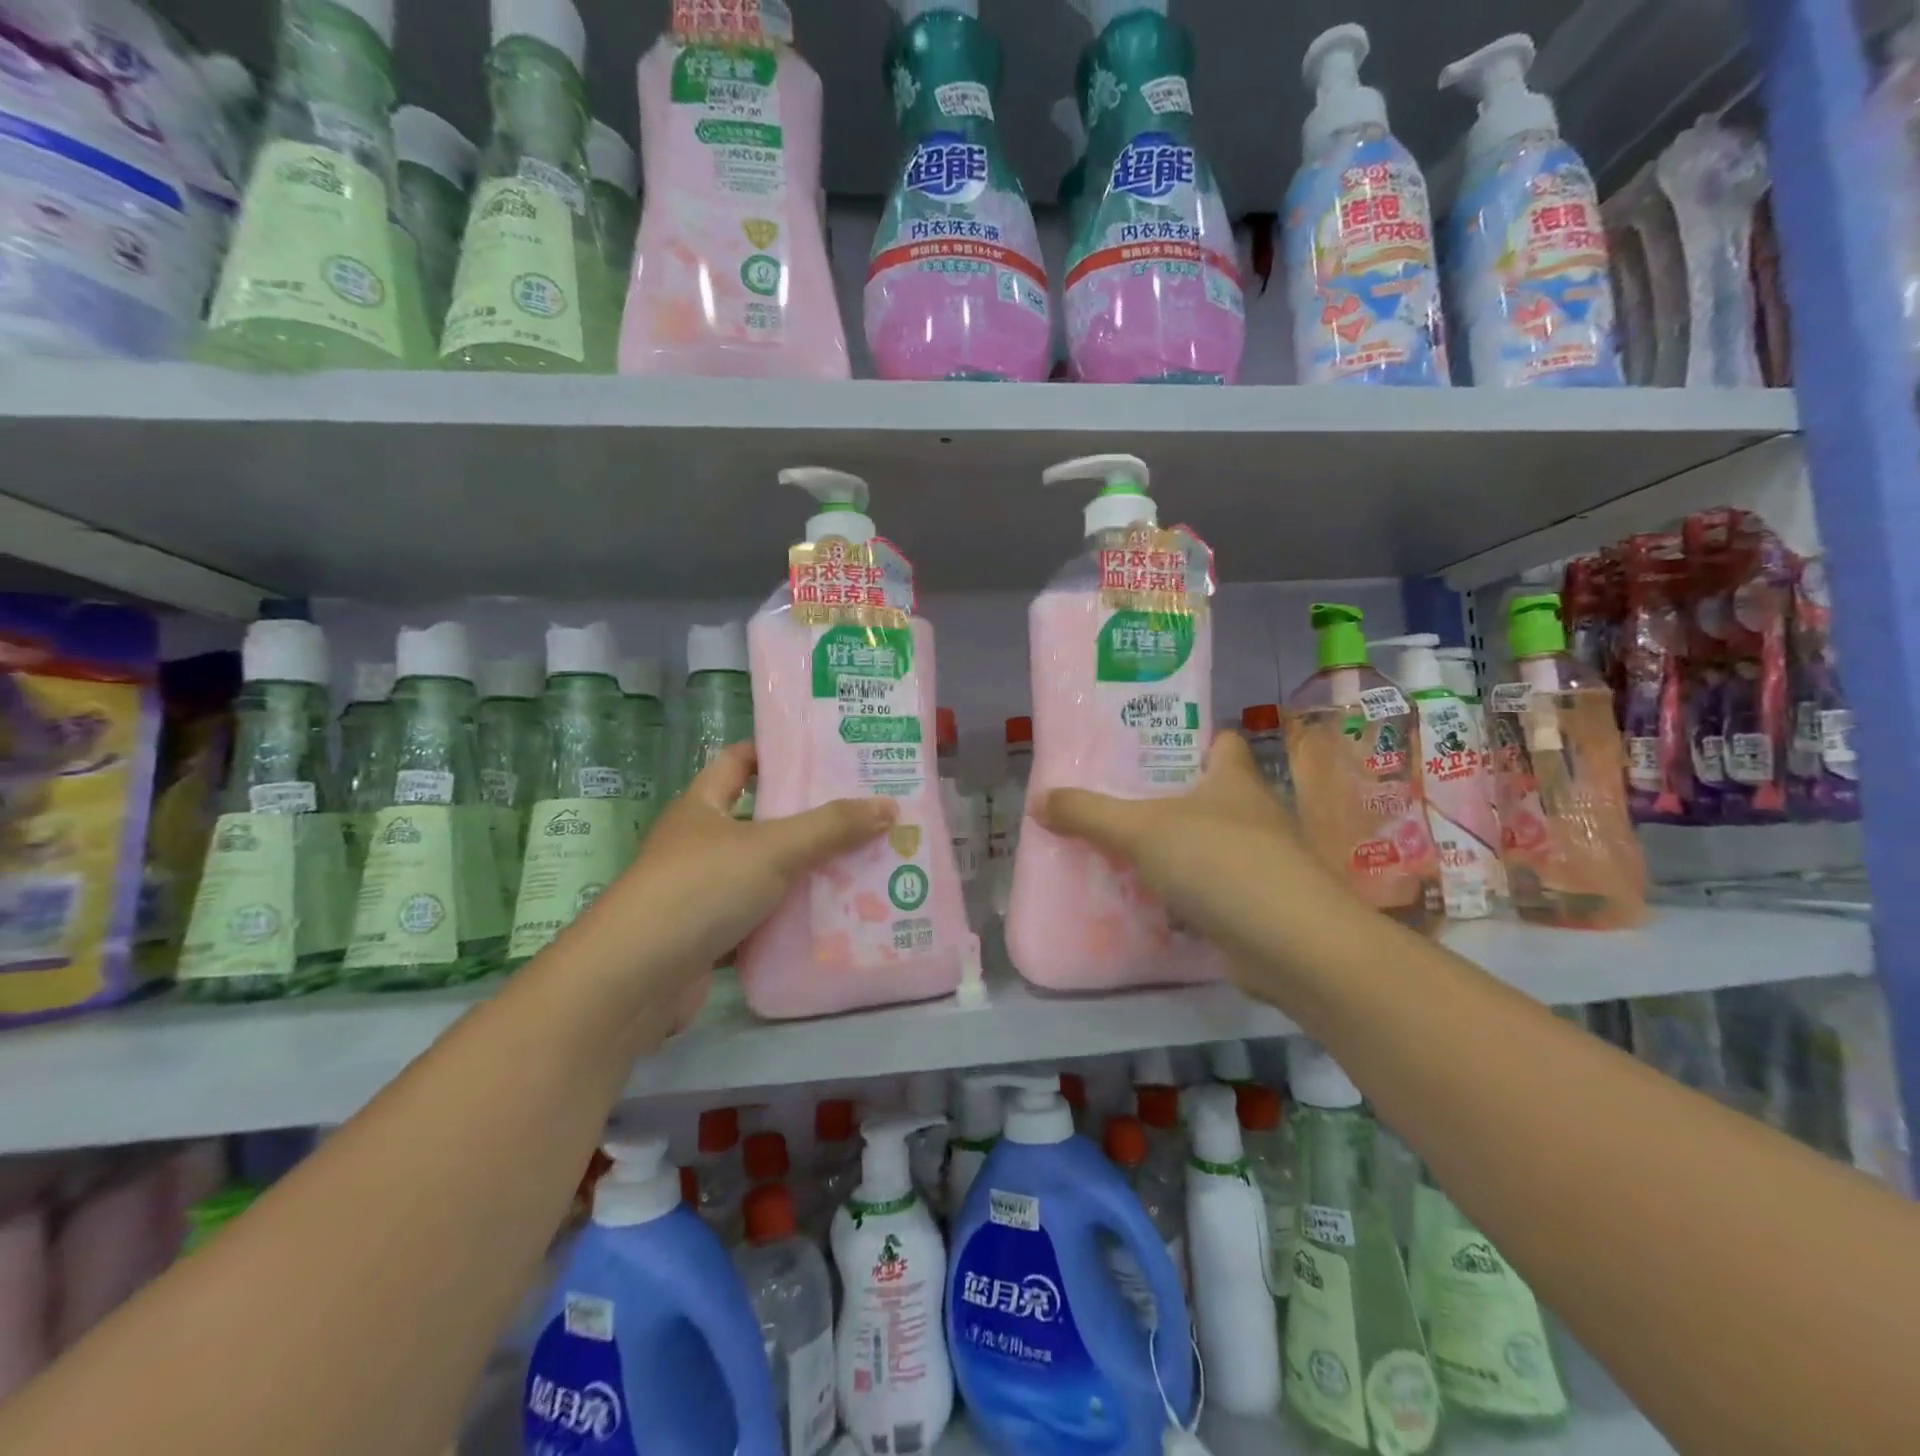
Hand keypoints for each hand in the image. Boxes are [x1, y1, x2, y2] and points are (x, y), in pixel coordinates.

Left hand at [594, 742, 897, 1024]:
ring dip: (807, 873)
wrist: (634, 981)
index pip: (739, 761)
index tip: (827, 756)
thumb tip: (888, 805)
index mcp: (703, 806)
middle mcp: (700, 844)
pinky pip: (762, 920)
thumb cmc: (699, 889)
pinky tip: (834, 921)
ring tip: (865, 866)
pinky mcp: (710, 938)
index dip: (777, 753)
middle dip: (811, 819)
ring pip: (766, 874)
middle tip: (866, 815)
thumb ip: (831, 827)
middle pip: (762, 820)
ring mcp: (703, 893)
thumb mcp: (772, 848)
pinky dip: (792, 920)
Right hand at [1031, 733, 1345, 983]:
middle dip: (1162, 797)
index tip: (1143, 747)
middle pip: (1204, 793)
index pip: (1219, 741)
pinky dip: (1179, 892)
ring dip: (1169, 848)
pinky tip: (1142, 899)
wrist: (1293, 946)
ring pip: (1203, 843)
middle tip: (1109, 800)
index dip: (1187, 738)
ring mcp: (1258, 862)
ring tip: (1115, 849)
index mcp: (1234, 779)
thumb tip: (1037, 800)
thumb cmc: (1221, 863)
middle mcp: (1251, 813)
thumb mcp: (1142, 830)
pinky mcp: (1253, 905)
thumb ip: (1089, 814)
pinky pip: (1207, 888)